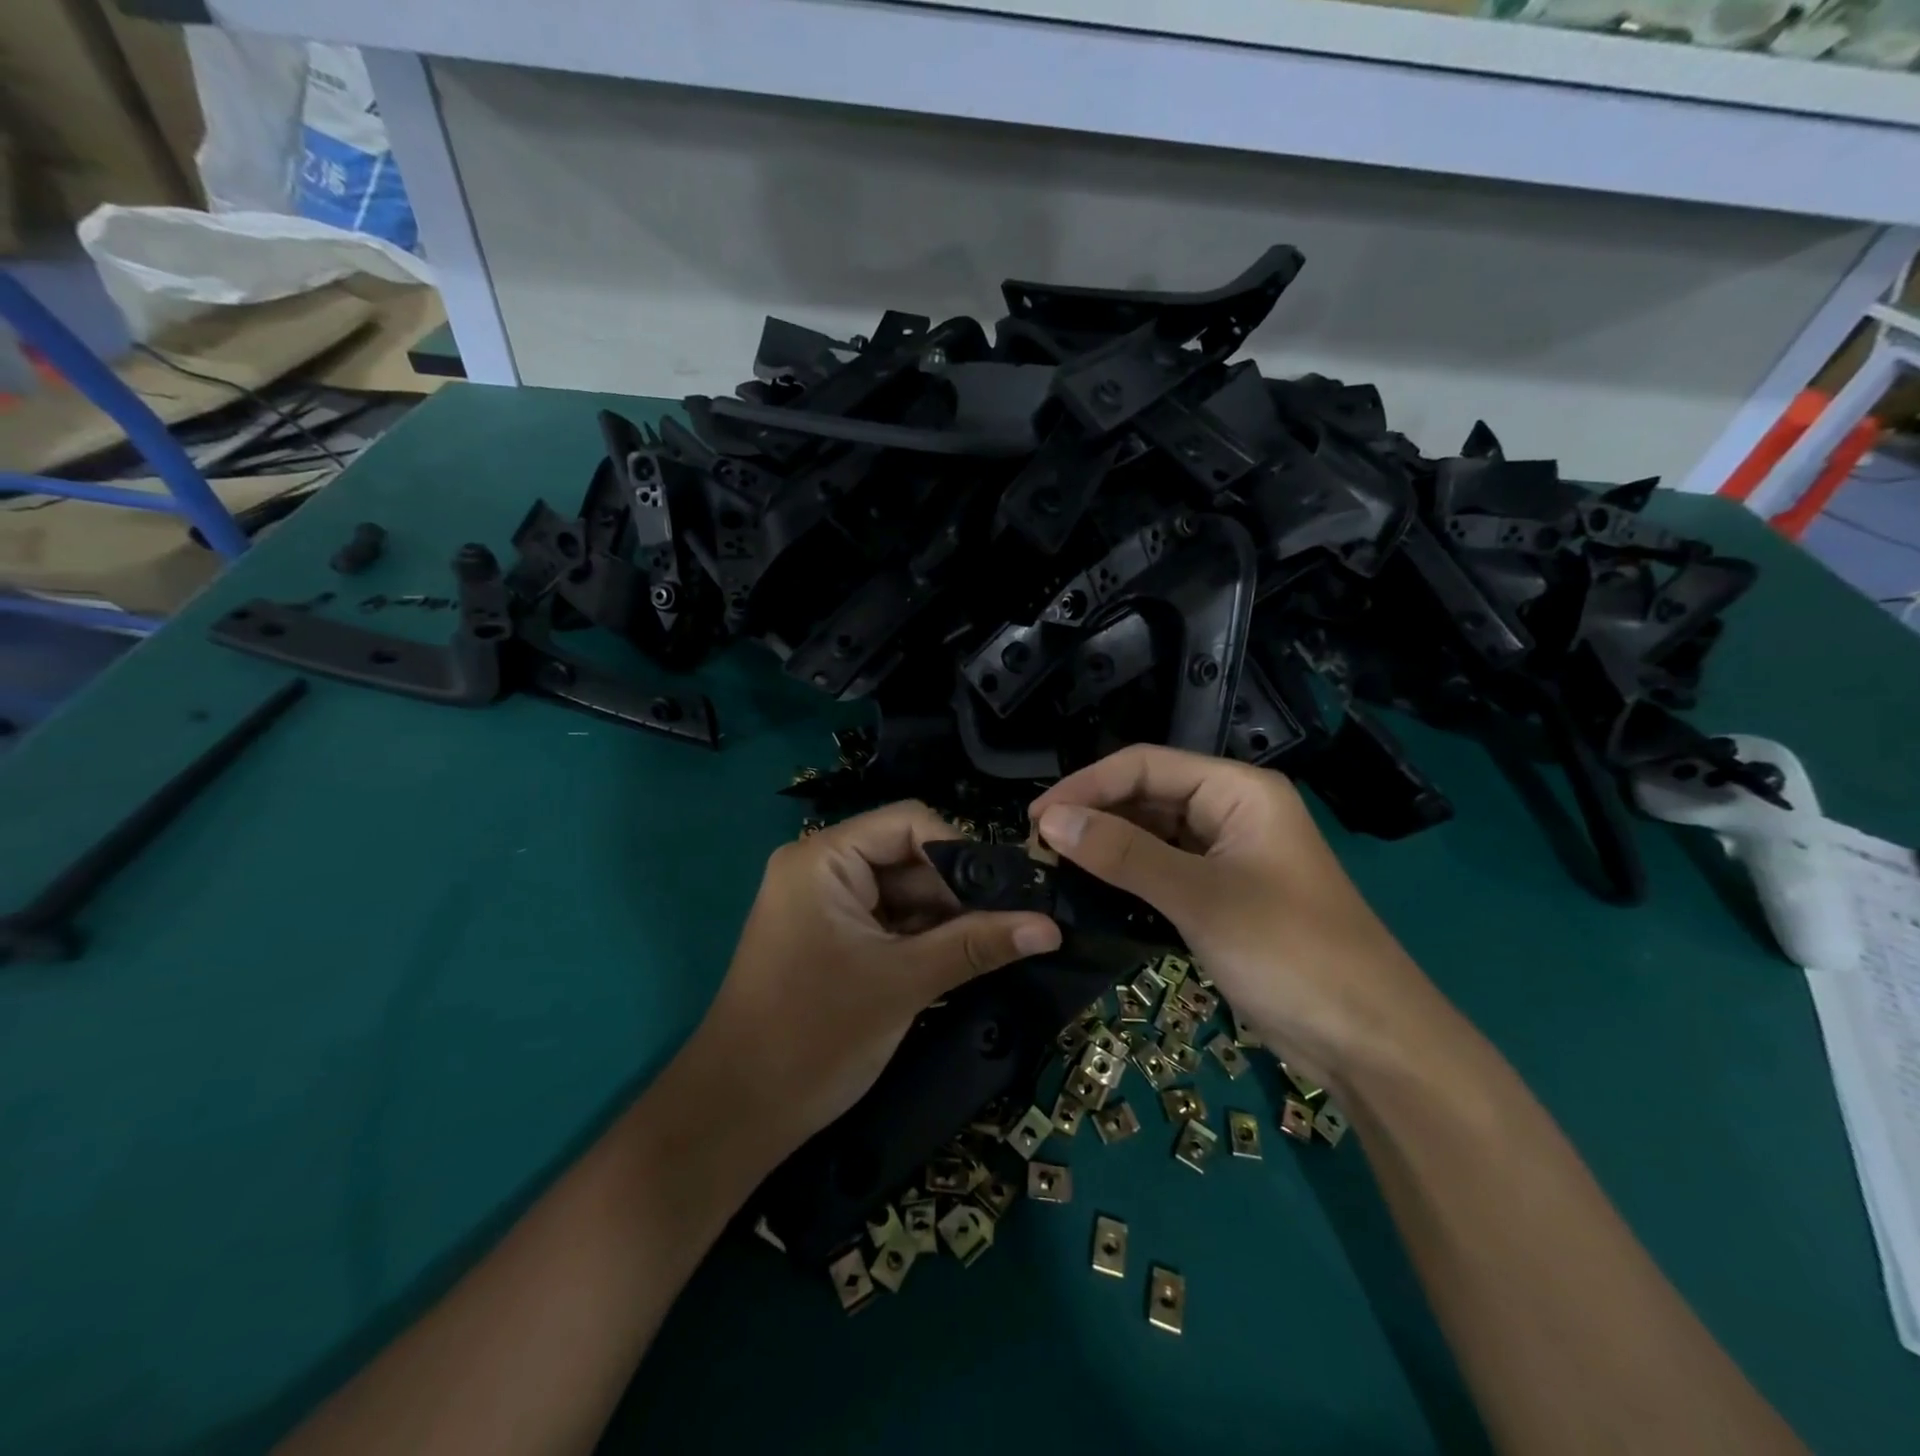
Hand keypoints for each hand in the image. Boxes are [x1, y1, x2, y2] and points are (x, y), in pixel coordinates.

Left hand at [690, 802, 1060, 1159]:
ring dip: (944, 919)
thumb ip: (977, 945)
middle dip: (957, 892)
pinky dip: (921, 939)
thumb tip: (1051, 926)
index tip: (1007, 893)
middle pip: (907, 857)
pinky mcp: (829, 938)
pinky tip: (962, 958)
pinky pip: (887, 922)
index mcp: (824, 859)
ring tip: (997, 945)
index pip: (908, 823)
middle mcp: (821, 869)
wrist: (737, 1114)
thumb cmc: (815, 1035)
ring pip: (902, 893)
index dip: (960, 851)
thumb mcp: (905, 982)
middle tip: (1014, 924)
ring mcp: (823, 905)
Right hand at [1029, 745, 1441, 1086]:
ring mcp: (1227, 855)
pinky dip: (1127, 877)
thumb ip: (1123, 854)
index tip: (1035, 818)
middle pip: (1146, 796)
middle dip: (1094, 816)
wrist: (1368, 1041)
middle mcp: (1231, 811)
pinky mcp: (1221, 895)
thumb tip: (1050, 821)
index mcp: (1238, 790)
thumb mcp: (1200, 897)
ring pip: (1152, 835)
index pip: (1145, 765)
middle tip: (1038, 848)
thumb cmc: (1290, 952)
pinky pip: (1163, 870)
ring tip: (1054, 866)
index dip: (1086, 785)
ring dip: (1106, 847)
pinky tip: (1091, 891)